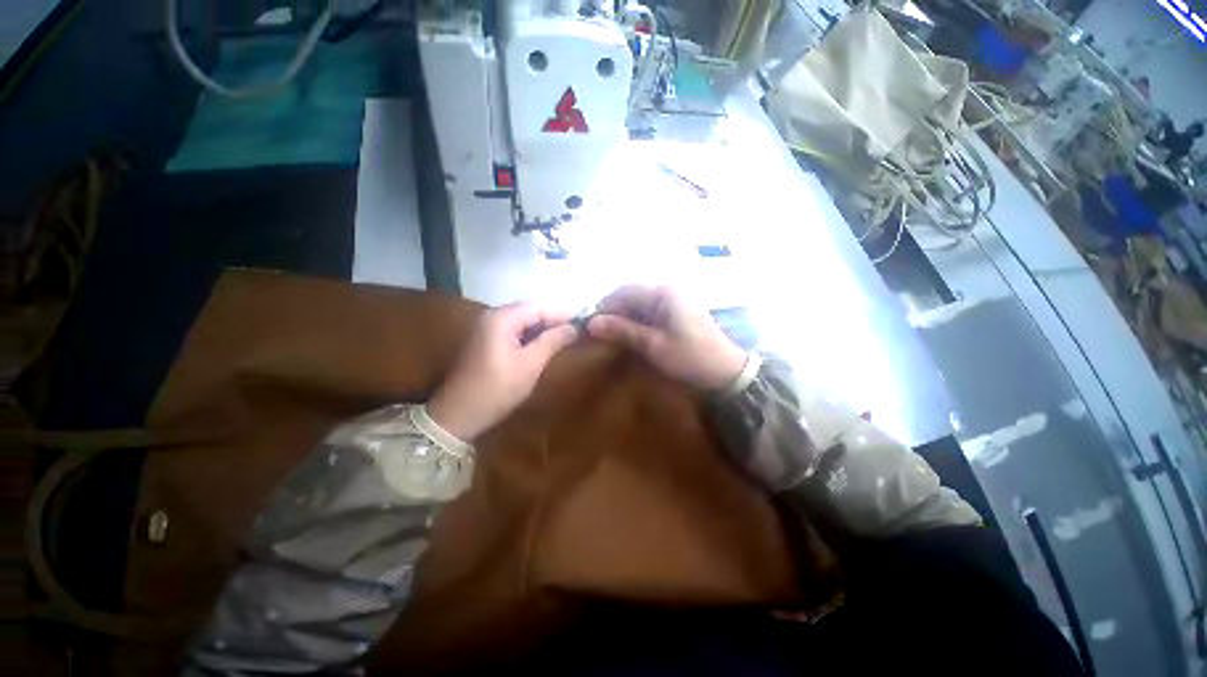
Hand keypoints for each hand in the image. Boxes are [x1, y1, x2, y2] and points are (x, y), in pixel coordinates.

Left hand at [428, 303, 577, 441]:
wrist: (459, 415)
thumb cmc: (498, 388)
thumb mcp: (530, 364)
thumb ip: (552, 341)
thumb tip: (574, 327)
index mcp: (502, 318)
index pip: (538, 307)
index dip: (561, 313)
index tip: (583, 321)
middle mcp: (492, 317)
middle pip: (529, 311)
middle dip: (552, 320)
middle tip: (575, 332)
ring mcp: (486, 329)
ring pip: (522, 322)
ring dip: (542, 329)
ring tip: (563, 339)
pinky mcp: (485, 342)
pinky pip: (513, 332)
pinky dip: (530, 336)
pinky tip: (542, 346)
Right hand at [587, 285, 746, 390]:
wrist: (726, 372)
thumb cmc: (689, 356)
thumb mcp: (653, 345)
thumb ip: (623, 330)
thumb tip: (592, 322)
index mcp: (664, 293)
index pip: (625, 291)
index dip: (605, 306)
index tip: (590, 324)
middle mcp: (669, 291)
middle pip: (632, 295)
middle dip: (615, 312)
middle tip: (600, 332)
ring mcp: (675, 301)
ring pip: (641, 304)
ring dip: (626, 317)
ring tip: (612, 335)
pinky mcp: (678, 313)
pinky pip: (651, 312)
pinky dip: (638, 322)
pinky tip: (631, 335)